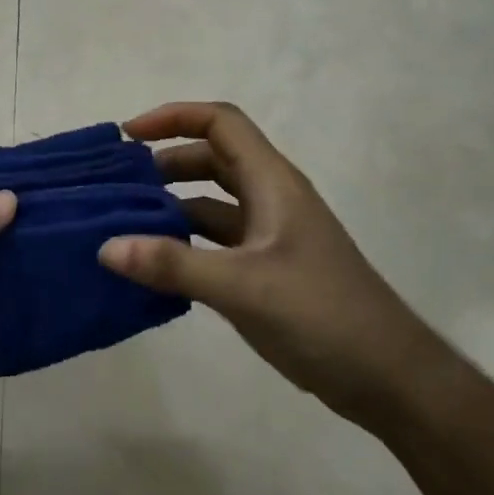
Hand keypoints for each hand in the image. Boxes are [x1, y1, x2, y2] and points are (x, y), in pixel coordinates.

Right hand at [98, 102, 448, 422]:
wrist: (387, 377)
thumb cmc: (323, 316)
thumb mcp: (243, 287)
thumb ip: (173, 265)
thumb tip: (106, 246)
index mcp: (273, 184)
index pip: (221, 123)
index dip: (174, 117)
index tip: (128, 136)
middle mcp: (271, 200)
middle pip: (213, 159)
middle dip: (165, 163)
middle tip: (119, 184)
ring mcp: (270, 237)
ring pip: (212, 203)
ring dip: (172, 205)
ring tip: (126, 222)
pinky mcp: (266, 270)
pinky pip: (215, 242)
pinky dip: (184, 244)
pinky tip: (154, 265)